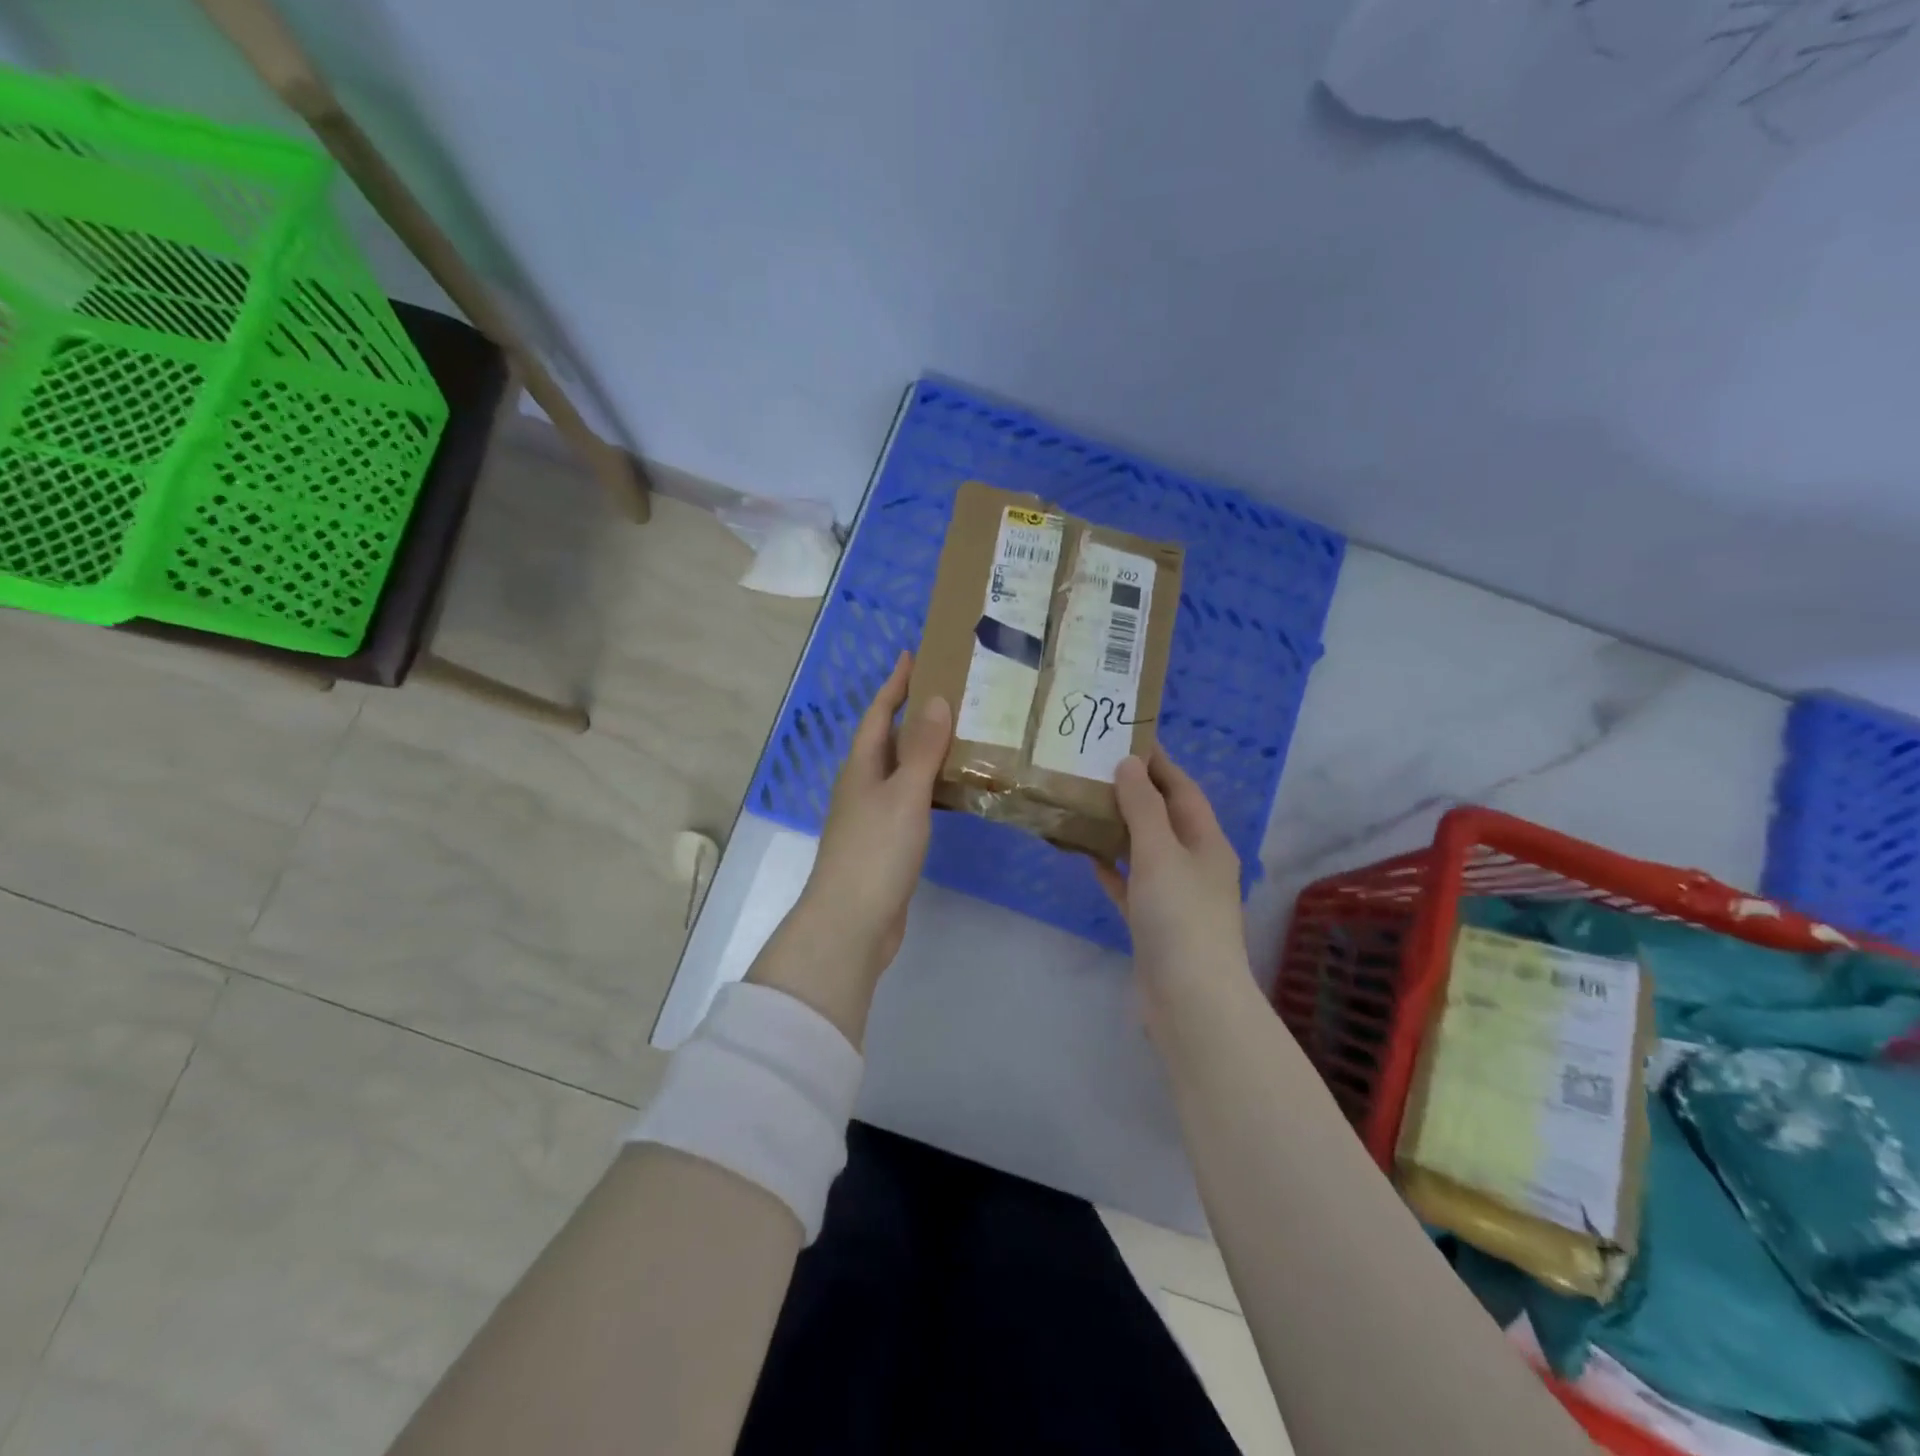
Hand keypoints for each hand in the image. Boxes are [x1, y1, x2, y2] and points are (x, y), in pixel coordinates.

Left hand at [772, 651, 949, 989]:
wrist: (852, 922)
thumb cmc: (876, 851)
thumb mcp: (904, 794)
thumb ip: (923, 750)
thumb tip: (937, 699)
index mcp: (861, 767)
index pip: (879, 713)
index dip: (895, 684)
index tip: (913, 655)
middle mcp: (863, 785)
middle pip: (888, 739)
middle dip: (913, 713)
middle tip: (951, 691)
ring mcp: (872, 816)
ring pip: (901, 771)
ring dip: (926, 750)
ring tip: (962, 734)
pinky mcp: (887, 842)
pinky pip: (911, 800)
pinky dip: (931, 786)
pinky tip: (954, 791)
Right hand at [1095, 752, 1248, 1004]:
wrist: (1190, 999)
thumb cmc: (1180, 916)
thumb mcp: (1160, 852)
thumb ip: (1143, 807)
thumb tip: (1129, 763)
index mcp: (1206, 841)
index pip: (1182, 789)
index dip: (1158, 763)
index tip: (1126, 737)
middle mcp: (1195, 864)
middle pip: (1163, 817)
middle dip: (1134, 792)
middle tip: (1094, 768)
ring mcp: (1176, 896)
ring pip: (1145, 850)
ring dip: (1119, 829)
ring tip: (1085, 804)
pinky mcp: (1155, 923)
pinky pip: (1131, 885)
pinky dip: (1113, 869)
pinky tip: (1088, 858)